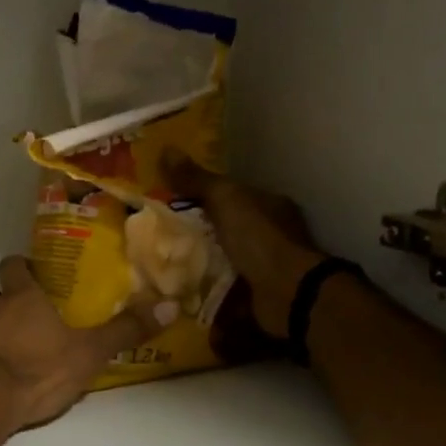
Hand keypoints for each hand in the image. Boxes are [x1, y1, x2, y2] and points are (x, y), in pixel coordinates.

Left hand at [0, 257, 174, 438]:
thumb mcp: (88, 353)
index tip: (34, 274)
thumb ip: (125, 331)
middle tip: (29, 318)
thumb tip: (170, 306)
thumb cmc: (36, 371)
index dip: (22, 267)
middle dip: (7, 302)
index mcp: (20, 298)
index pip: (13, 266)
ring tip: (11, 352)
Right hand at [162, 152, 324, 338]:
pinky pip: (222, 288)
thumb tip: (166, 150)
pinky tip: (179, 289)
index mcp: (268, 205)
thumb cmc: (259, 238)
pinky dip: (204, 289)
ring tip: (162, 265)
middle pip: (224, 228)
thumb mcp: (225, 199)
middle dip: (195, 233)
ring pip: (222, 259)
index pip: (230, 195)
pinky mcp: (255, 295)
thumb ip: (197, 180)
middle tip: (159, 237)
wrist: (286, 293)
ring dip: (197, 263)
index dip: (201, 197)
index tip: (171, 203)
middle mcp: (269, 234)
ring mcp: (263, 266)